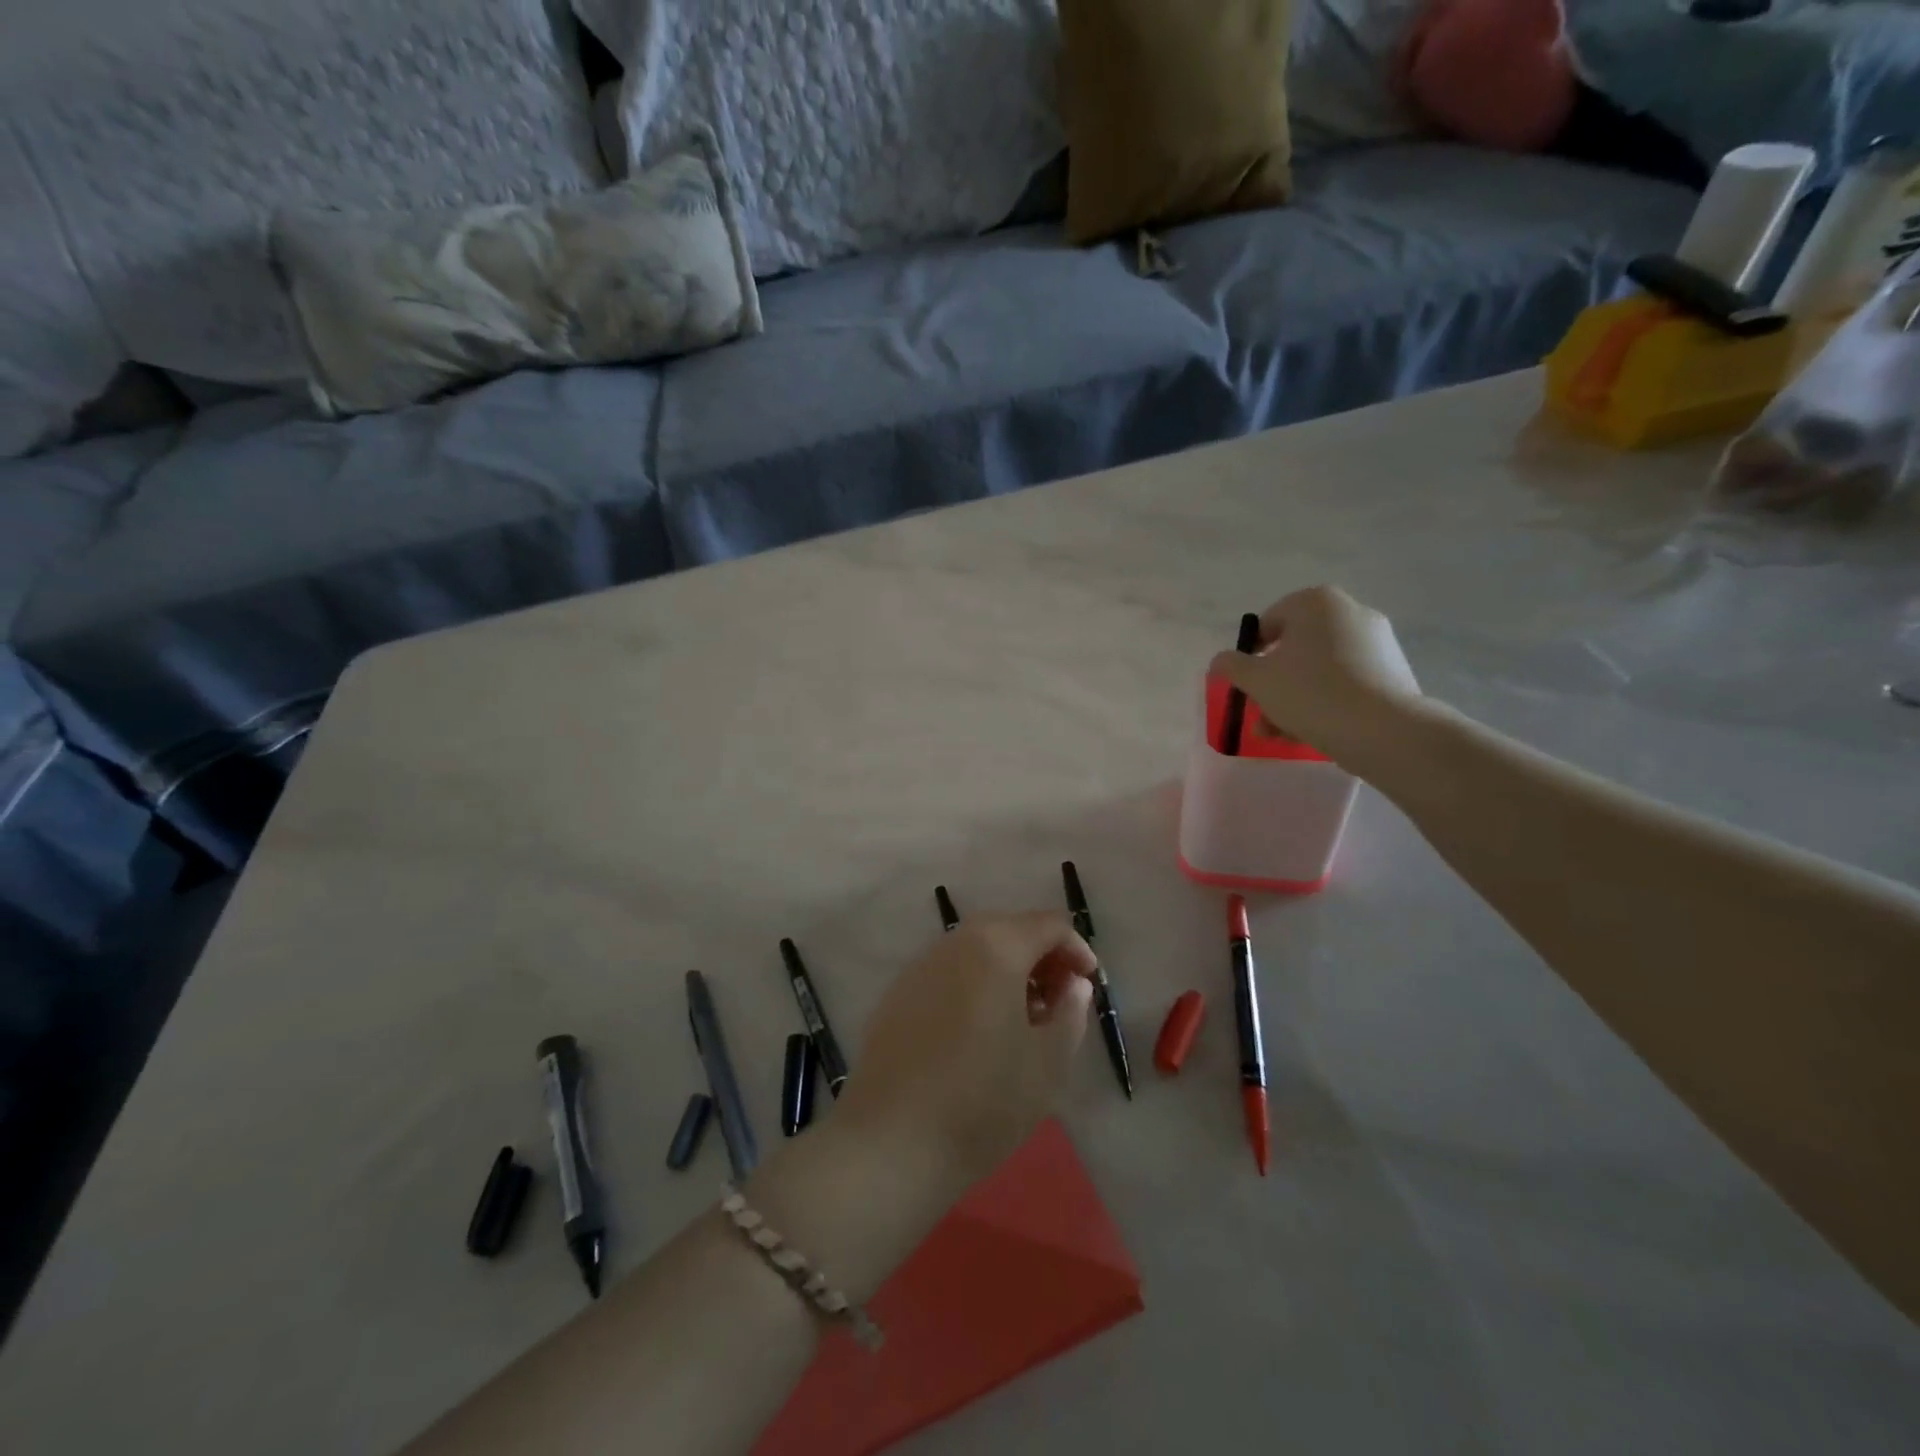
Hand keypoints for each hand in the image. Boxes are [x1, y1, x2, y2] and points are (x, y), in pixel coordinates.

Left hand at [834, 912, 1096, 1183]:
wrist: (891, 1142)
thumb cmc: (984, 1102)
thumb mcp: (1048, 1063)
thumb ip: (1070, 1012)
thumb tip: (1073, 984)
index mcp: (997, 947)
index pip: (1048, 924)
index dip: (1076, 949)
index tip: (1089, 987)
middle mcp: (955, 943)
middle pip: (1010, 929)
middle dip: (1041, 957)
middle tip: (1058, 1001)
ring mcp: (920, 966)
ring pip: (976, 949)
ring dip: (1007, 970)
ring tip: (1021, 1020)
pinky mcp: (897, 993)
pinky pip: (948, 973)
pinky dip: (973, 985)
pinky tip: (977, 1032)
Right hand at [1208, 586, 1424, 767]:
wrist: (1383, 730)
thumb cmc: (1310, 693)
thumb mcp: (1255, 679)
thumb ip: (1231, 666)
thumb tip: (1221, 661)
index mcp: (1316, 602)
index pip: (1268, 623)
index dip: (1249, 656)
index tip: (1246, 685)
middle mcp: (1350, 611)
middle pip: (1295, 649)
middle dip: (1273, 684)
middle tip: (1260, 714)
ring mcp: (1378, 641)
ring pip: (1319, 669)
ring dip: (1294, 698)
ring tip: (1280, 734)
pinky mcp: (1394, 670)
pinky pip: (1346, 682)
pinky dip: (1326, 701)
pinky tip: (1312, 732)